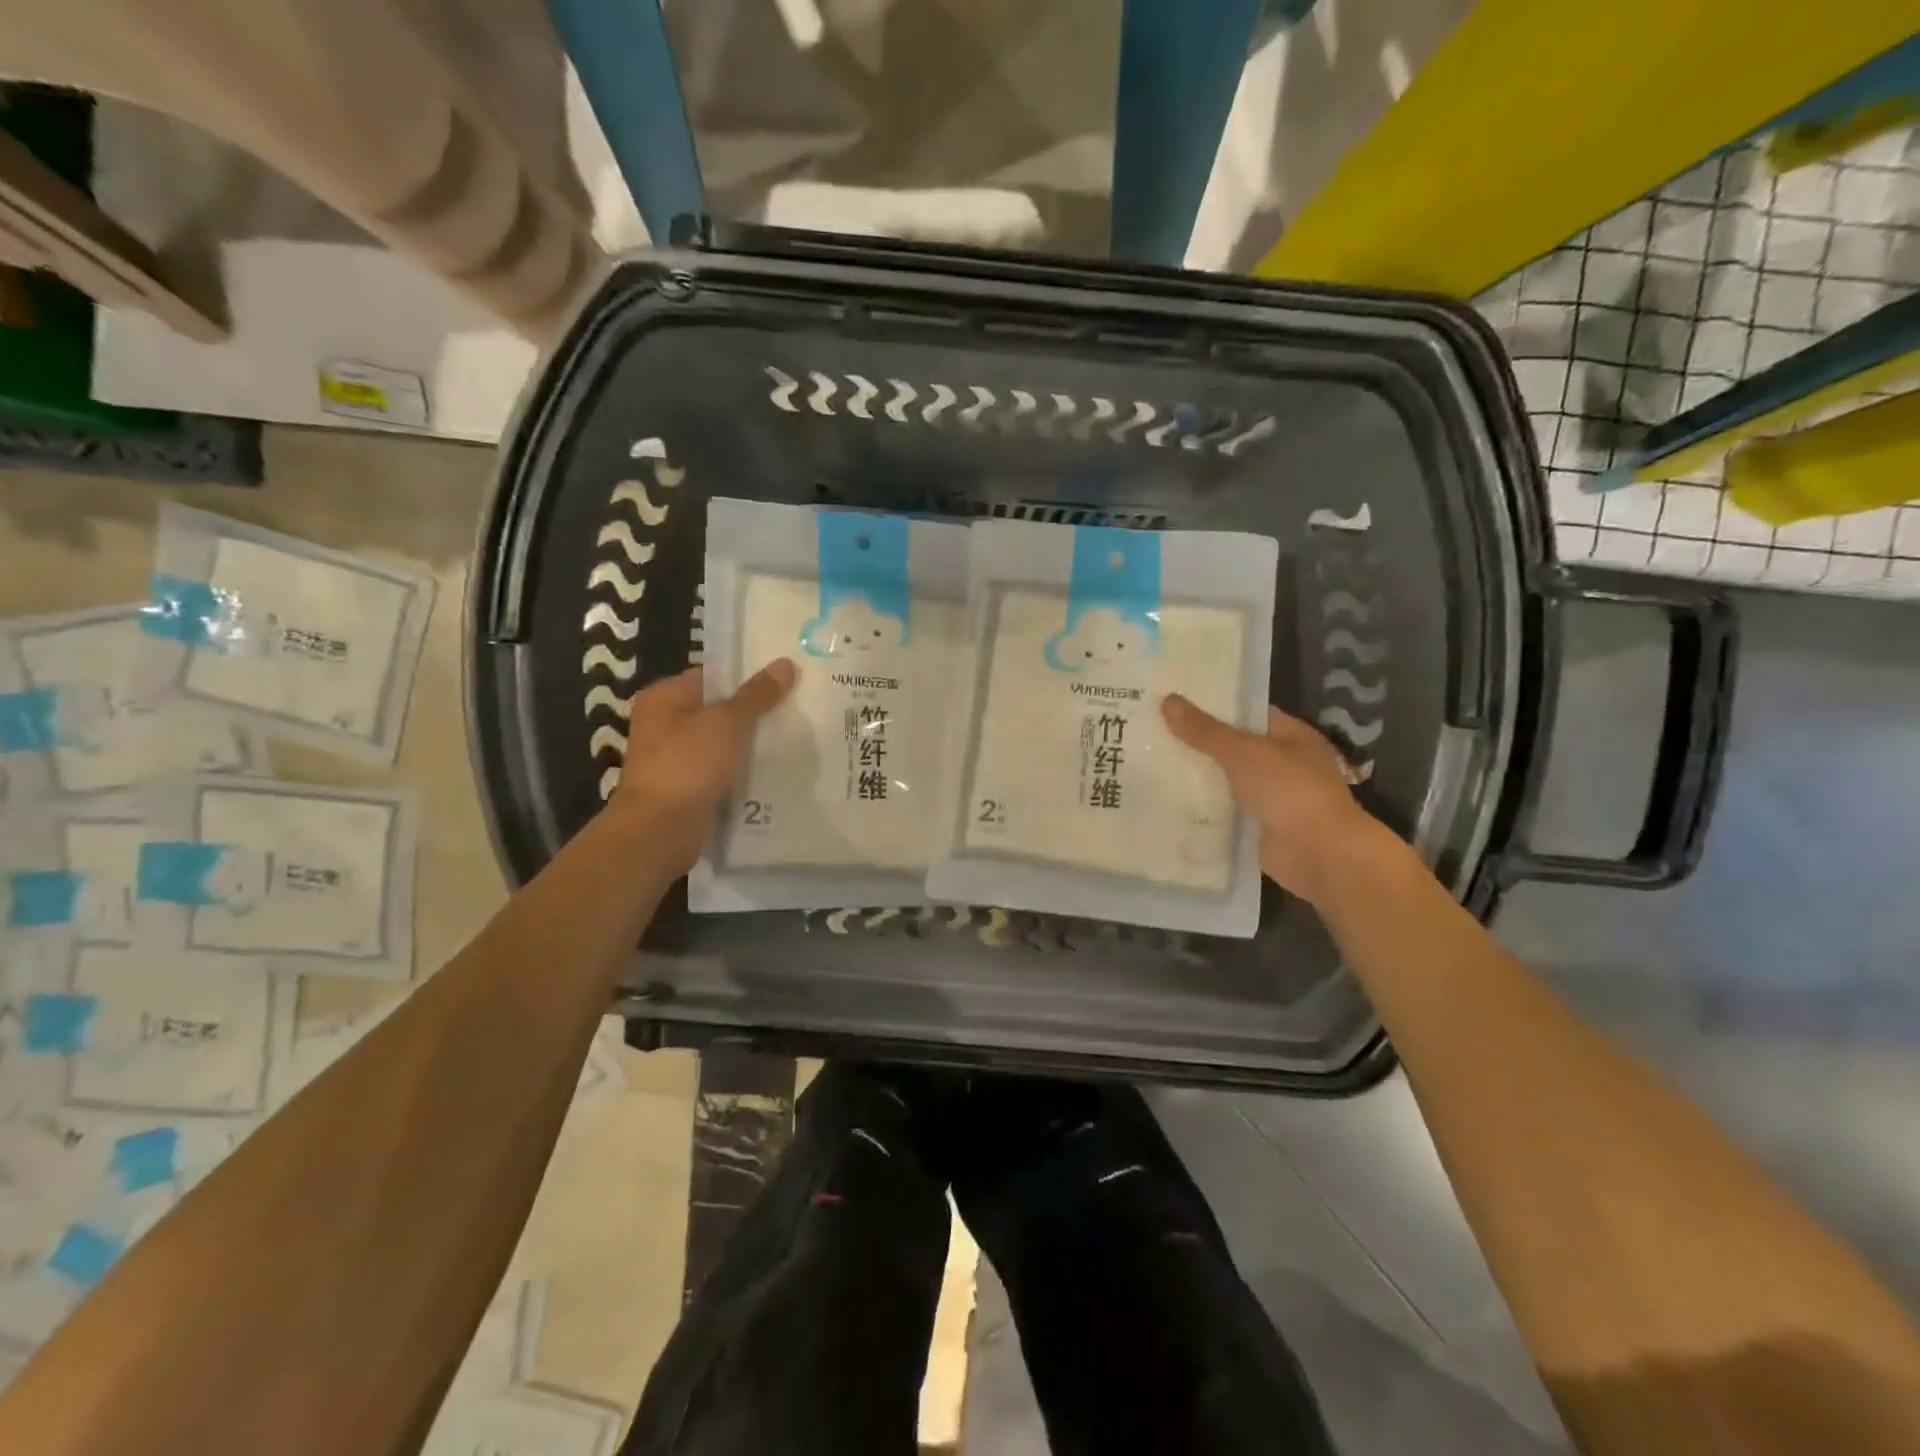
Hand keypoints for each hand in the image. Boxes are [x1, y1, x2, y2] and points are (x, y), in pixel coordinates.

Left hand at [611, 660, 796, 869]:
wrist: (660, 830)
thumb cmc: (688, 764)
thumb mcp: (727, 721)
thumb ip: (757, 694)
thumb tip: (785, 663)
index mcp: (665, 697)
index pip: (712, 675)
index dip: (748, 676)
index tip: (785, 680)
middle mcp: (664, 724)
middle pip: (718, 709)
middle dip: (754, 712)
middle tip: (796, 708)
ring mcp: (674, 758)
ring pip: (722, 743)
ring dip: (751, 745)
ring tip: (793, 738)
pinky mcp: (686, 788)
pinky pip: (721, 771)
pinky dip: (742, 772)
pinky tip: (774, 771)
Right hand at [1162, 695, 1392, 904]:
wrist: (1319, 854)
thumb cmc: (1290, 791)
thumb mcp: (1244, 752)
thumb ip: (1205, 730)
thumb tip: (1168, 700)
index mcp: (1291, 736)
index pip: (1247, 713)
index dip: (1213, 705)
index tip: (1175, 701)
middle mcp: (1282, 764)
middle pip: (1232, 747)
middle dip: (1197, 742)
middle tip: (1152, 730)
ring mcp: (1270, 798)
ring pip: (1225, 780)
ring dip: (1197, 776)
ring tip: (1150, 762)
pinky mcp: (1256, 827)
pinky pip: (1223, 811)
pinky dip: (1201, 808)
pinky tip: (1166, 800)